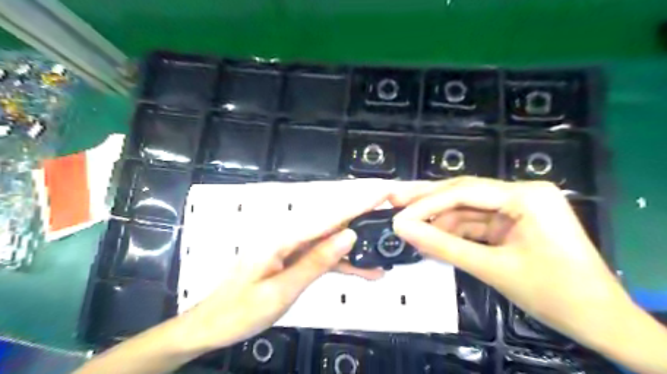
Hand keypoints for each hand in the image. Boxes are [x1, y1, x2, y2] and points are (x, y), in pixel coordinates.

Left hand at [180, 180, 391, 351]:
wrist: (211, 324)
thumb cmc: (240, 311)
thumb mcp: (281, 290)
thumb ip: (316, 261)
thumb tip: (349, 236)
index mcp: (285, 238)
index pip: (330, 216)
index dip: (359, 203)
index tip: (383, 191)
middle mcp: (291, 236)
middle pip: (334, 222)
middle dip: (364, 215)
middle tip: (392, 212)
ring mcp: (293, 248)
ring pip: (332, 240)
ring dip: (358, 246)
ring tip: (385, 253)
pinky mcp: (294, 259)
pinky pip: (323, 256)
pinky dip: (344, 263)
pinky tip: (364, 271)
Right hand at [389, 176, 628, 343]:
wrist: (602, 322)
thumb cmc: (555, 294)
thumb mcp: (492, 269)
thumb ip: (443, 246)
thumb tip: (402, 229)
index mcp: (526, 196)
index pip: (463, 192)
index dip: (426, 204)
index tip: (397, 216)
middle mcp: (521, 192)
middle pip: (462, 192)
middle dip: (426, 199)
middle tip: (392, 197)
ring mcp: (517, 207)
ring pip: (466, 208)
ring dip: (437, 219)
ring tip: (406, 224)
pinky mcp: (513, 222)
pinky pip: (475, 223)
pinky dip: (453, 232)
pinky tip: (431, 237)